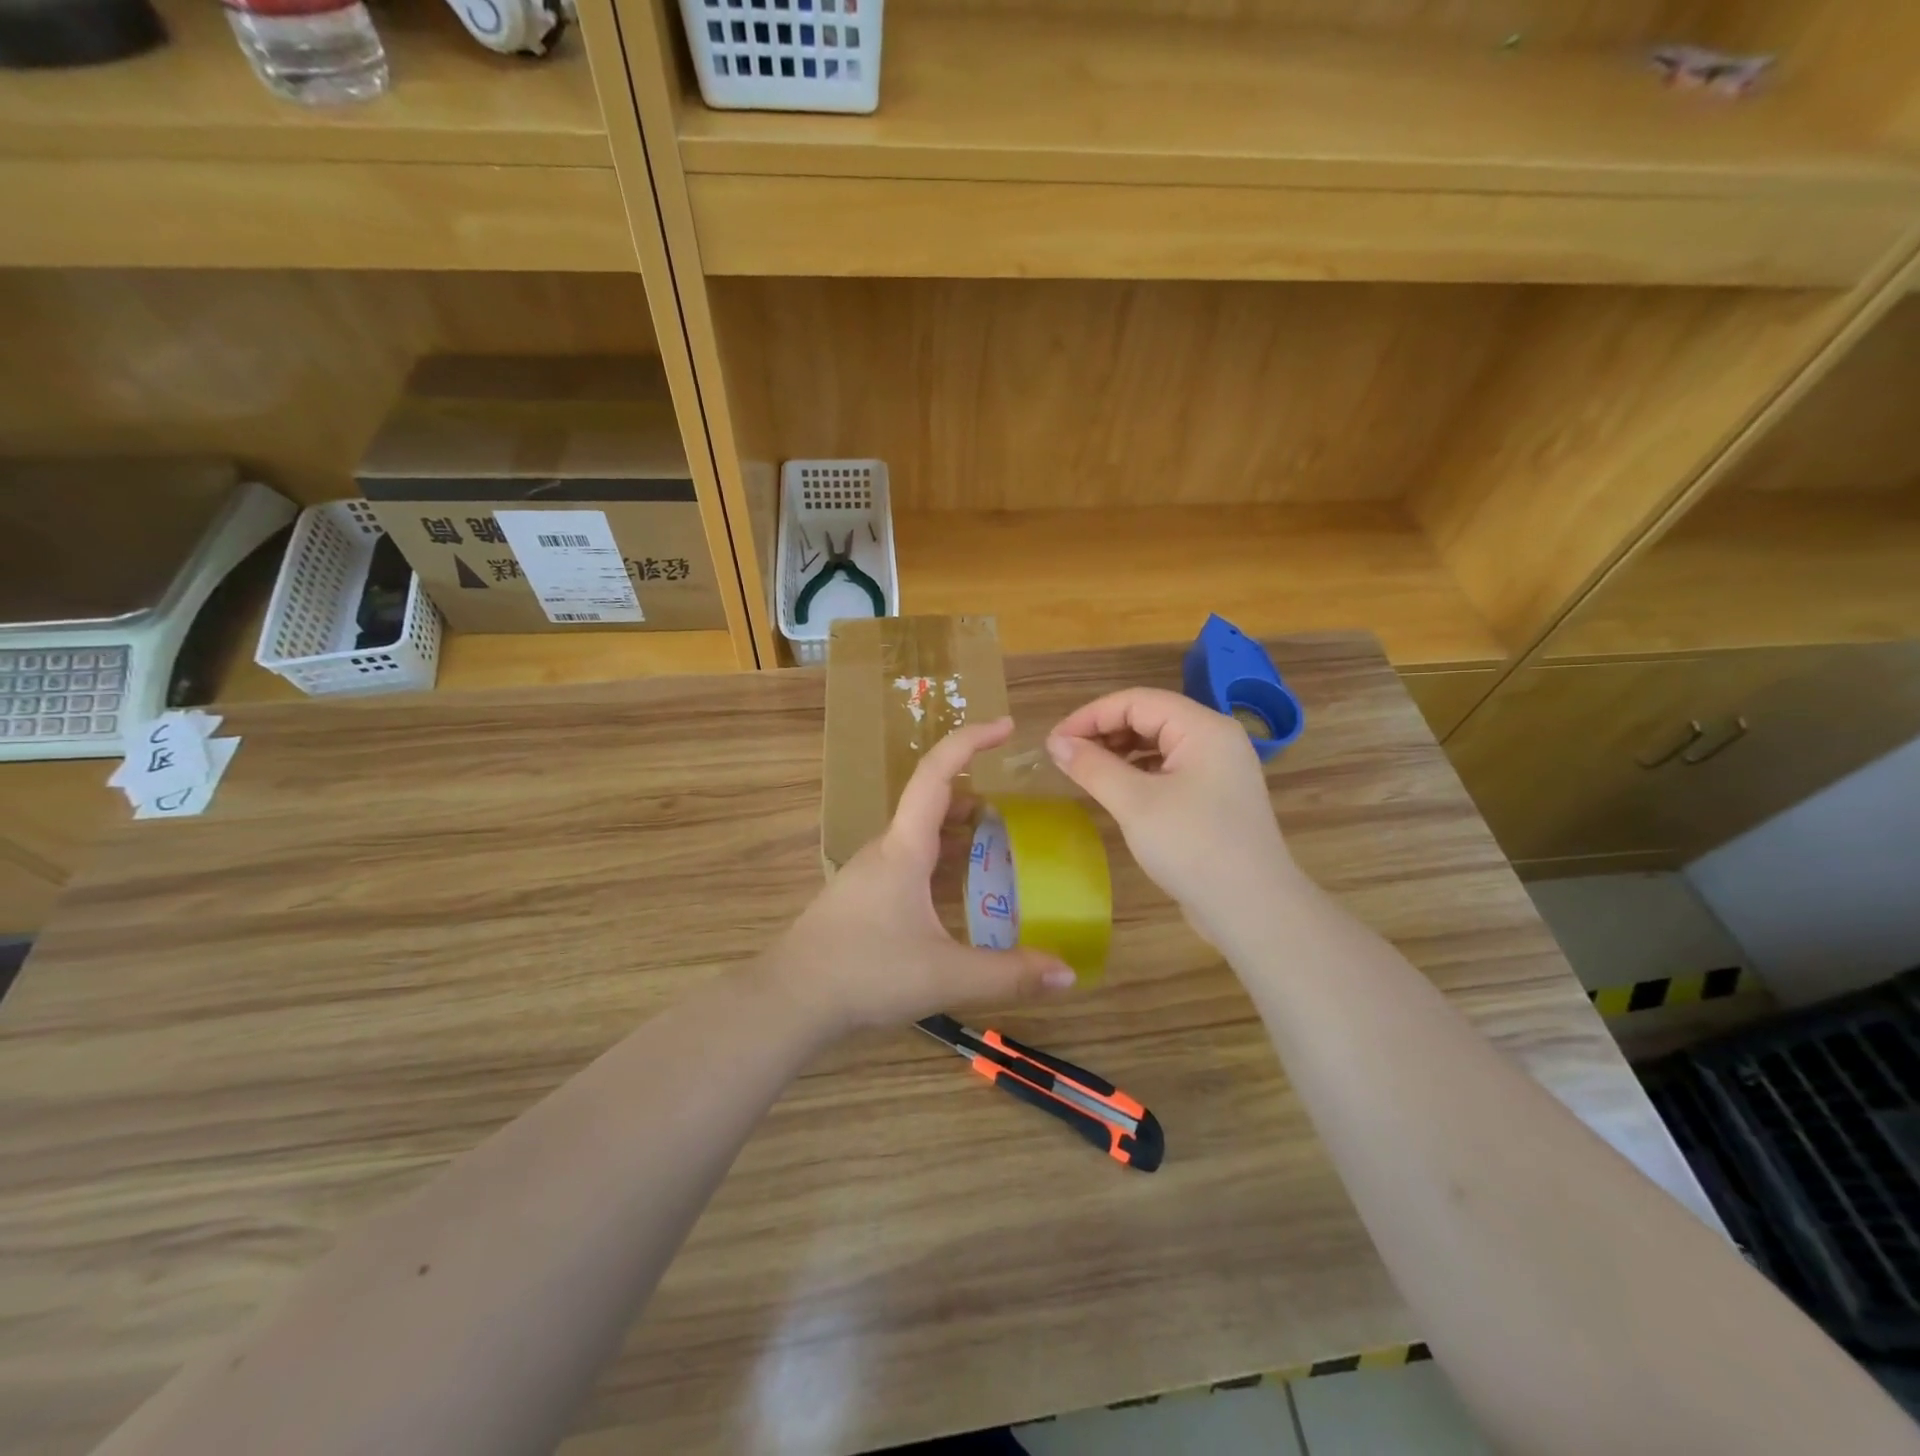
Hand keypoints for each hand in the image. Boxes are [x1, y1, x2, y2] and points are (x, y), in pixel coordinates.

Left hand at [765, 717, 1077, 1035]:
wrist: (790, 1000)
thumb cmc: (864, 973)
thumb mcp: (945, 975)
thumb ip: (1008, 975)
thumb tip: (1068, 973)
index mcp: (905, 847)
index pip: (938, 774)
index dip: (971, 741)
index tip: (1007, 726)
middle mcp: (886, 848)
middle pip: (933, 802)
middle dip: (976, 794)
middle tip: (1018, 808)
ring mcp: (871, 871)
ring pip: (920, 833)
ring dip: (958, 828)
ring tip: (998, 844)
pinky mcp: (864, 895)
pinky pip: (911, 860)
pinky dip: (942, 858)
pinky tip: (959, 892)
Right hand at [1046, 689, 1299, 945]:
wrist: (1253, 909)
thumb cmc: (1193, 847)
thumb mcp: (1135, 803)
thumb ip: (1093, 767)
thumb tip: (1056, 743)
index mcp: (1203, 728)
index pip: (1137, 701)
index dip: (1091, 715)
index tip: (1054, 742)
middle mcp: (1215, 738)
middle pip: (1150, 716)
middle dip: (1104, 731)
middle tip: (1066, 757)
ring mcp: (1219, 768)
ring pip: (1159, 743)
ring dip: (1119, 751)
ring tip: (1086, 772)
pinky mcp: (1215, 796)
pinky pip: (1169, 768)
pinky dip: (1138, 771)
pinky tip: (1117, 790)